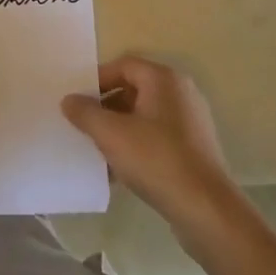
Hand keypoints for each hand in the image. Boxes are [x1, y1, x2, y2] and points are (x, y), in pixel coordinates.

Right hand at [61, 56, 250, 256]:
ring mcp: (190, 122)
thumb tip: (69, 100)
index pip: (123, 65)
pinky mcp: (194, 148)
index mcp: (164, 80)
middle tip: (83, 124)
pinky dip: (135, 146)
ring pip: (143, 116)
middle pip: (133, 89)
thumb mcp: (110, 133)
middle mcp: (181, 94)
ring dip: (118, 129)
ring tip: (96, 149)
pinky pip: (156, 137)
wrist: (206, 209)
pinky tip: (118, 170)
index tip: (77, 100)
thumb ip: (84, 112)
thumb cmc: (156, 159)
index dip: (97, 79)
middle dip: (105, 106)